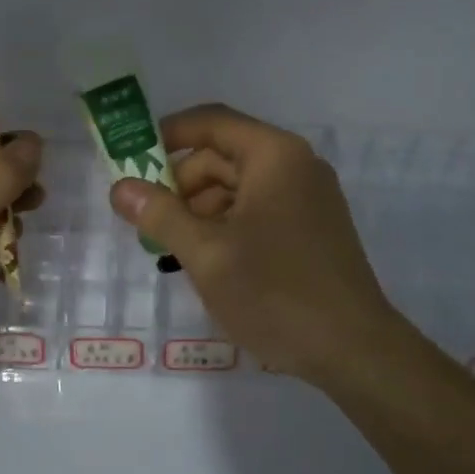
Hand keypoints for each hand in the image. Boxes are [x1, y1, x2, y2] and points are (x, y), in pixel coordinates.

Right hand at [108, 105, 403, 387]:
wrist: (354, 351)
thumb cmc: (276, 293)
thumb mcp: (206, 254)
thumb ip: (160, 215)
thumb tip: (120, 187)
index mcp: (274, 156)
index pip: (211, 122)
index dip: (167, 135)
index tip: (131, 161)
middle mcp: (296, 166)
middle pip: (222, 157)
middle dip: (181, 185)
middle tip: (148, 224)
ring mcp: (308, 199)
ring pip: (238, 188)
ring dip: (200, 211)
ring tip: (175, 252)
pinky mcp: (312, 229)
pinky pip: (258, 211)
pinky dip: (226, 226)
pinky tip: (209, 262)